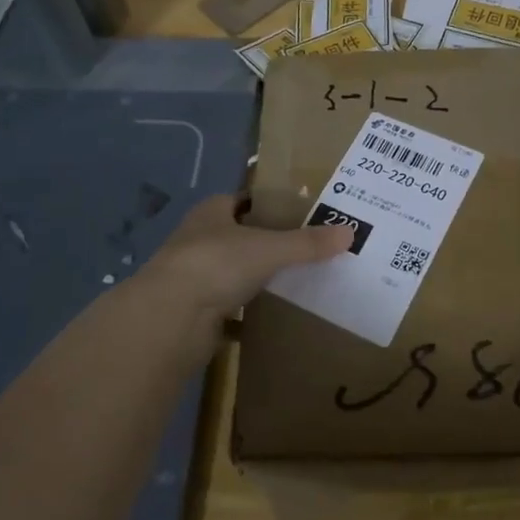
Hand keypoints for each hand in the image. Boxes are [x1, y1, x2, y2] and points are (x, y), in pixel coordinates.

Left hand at [139, 194, 351, 323]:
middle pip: (238, 237)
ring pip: (232, 273)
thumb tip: (350, 232)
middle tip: (306, 250)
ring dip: (255, 278)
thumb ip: (307, 243)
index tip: (298, 214)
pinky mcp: (194, 311)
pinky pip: (228, 309)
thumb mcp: (269, 248)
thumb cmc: (216, 264)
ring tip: (294, 282)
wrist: (169, 318)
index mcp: (211, 213)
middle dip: (266, 244)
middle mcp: (199, 240)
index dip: (267, 204)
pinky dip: (246, 315)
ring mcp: (193, 277)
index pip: (242, 200)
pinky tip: (270, 319)